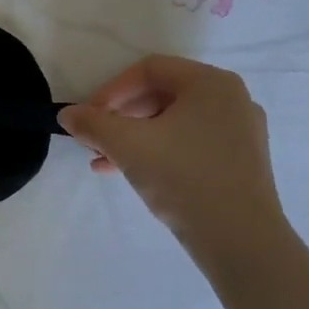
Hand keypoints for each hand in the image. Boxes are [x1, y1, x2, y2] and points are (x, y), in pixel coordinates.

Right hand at [58, 55, 286, 265]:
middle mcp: (231, 98)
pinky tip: (133, 174)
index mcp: (210, 83)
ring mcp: (240, 131)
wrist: (239, 239)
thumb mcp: (126, 146)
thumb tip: (67, 114)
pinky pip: (190, 143)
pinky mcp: (241, 161)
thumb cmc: (182, 177)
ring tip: (105, 161)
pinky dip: (159, 151)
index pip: (149, 69)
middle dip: (120, 116)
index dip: (111, 90)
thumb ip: (91, 123)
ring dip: (134, 137)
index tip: (89, 118)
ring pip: (173, 122)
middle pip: (161, 94)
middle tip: (95, 140)